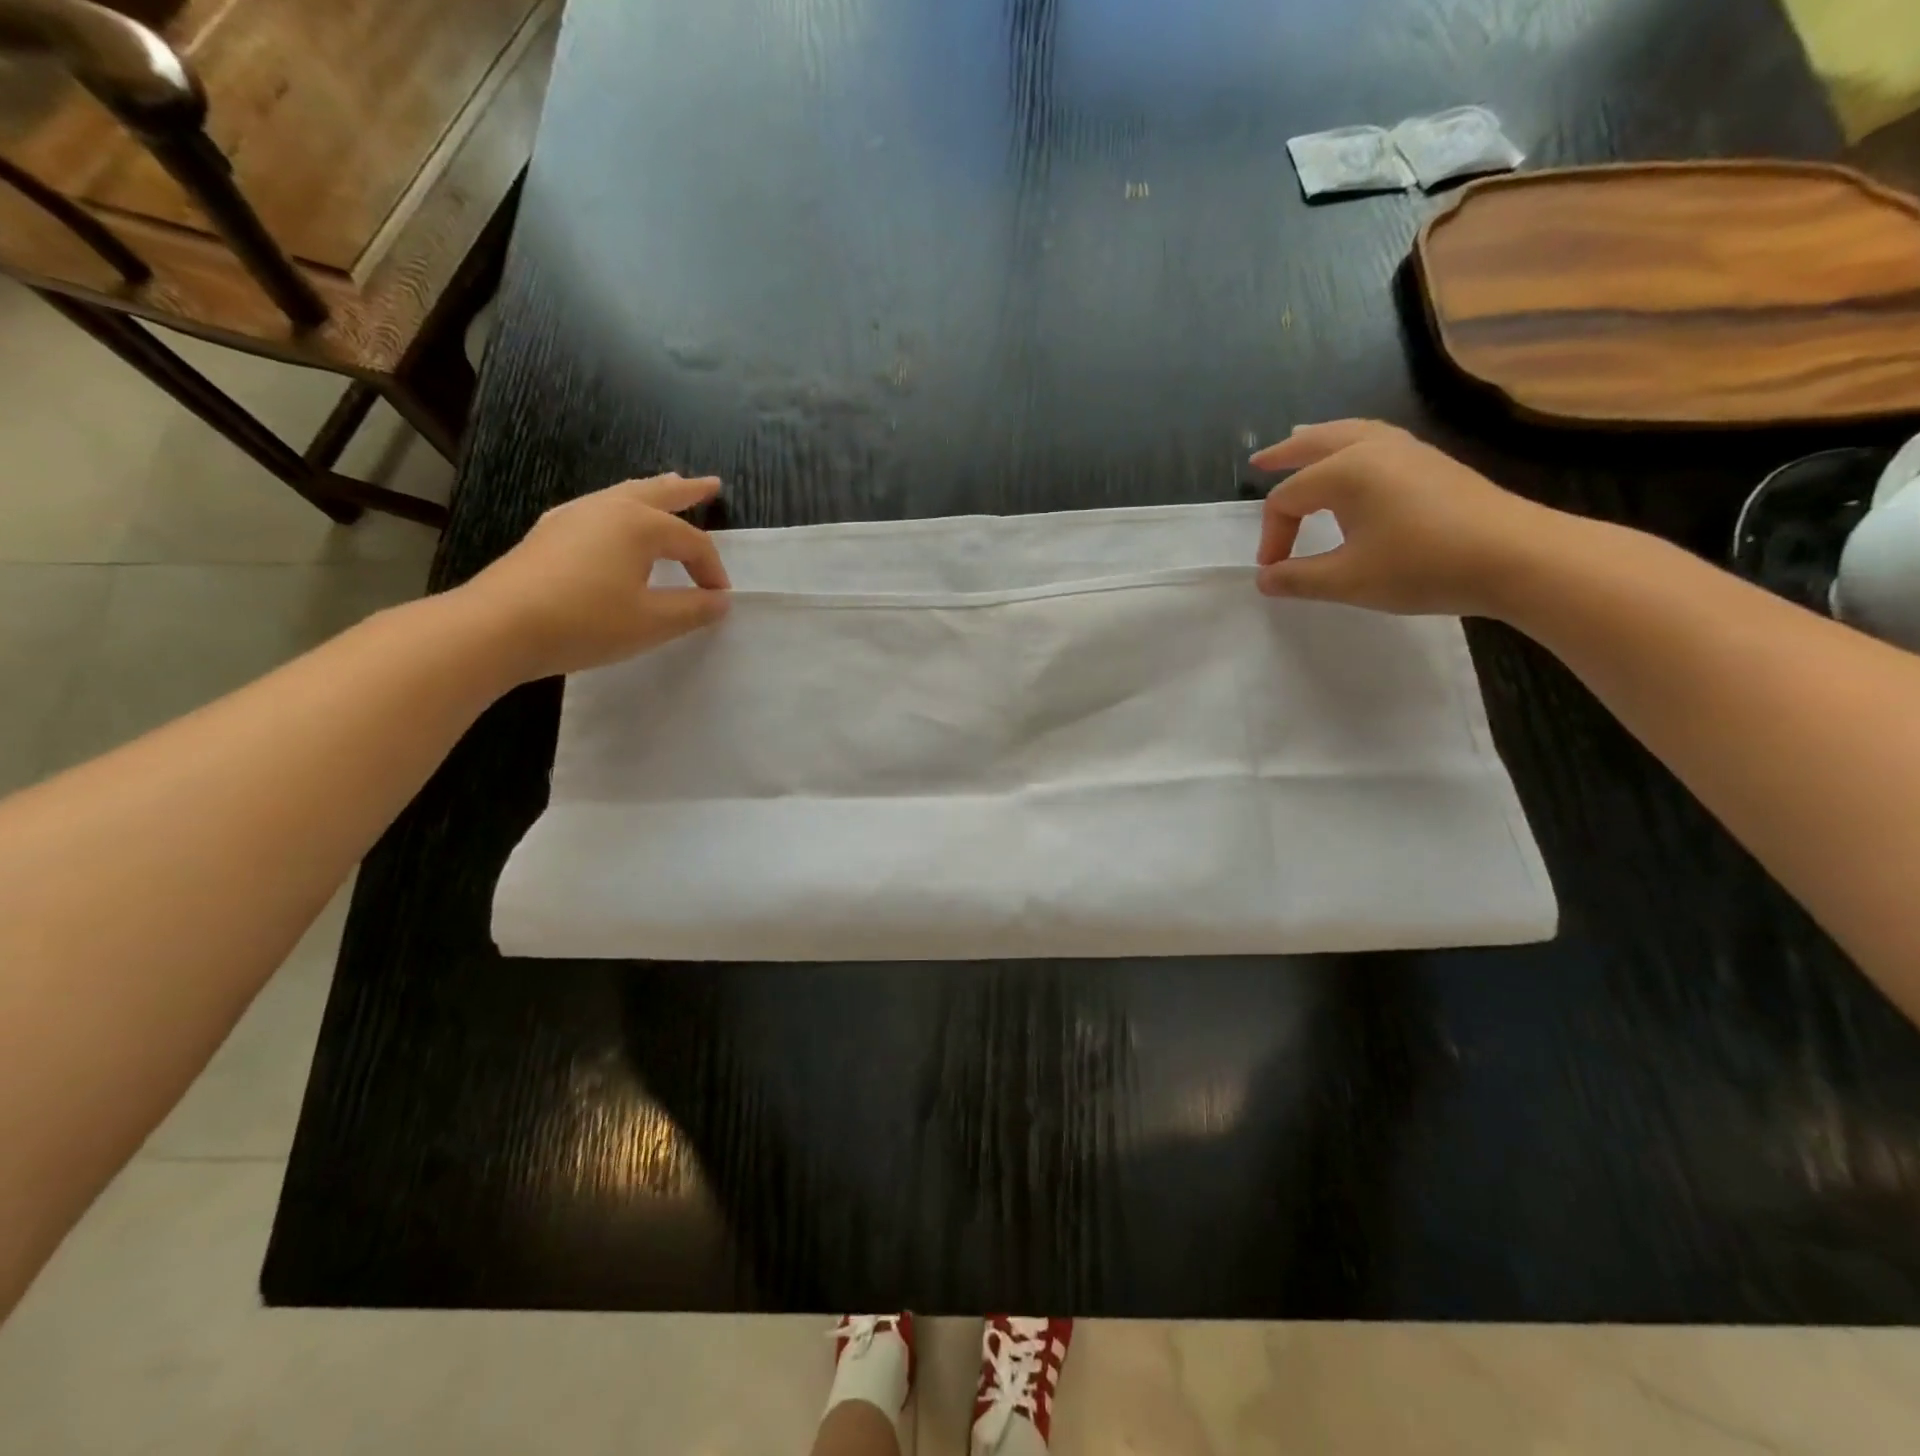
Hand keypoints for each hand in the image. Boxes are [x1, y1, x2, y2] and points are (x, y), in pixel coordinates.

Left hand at [460, 474, 730, 679]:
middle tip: (711, 484)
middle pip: (657, 493)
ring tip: (667, 487)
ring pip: (623, 494)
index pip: (691, 541)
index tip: (719, 599)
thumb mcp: (651, 622)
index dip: (711, 569)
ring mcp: (573, 516)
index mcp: (639, 525)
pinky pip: (599, 509)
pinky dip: (621, 508)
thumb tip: (721, 600)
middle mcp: (608, 509)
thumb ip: (692, 609)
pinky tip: (616, 522)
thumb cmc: (585, 622)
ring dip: (652, 492)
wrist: (499, 627)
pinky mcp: (550, 533)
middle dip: (687, 490)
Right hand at [1252, 420, 1558, 616]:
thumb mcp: (1347, 580)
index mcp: (1346, 471)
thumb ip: (1298, 579)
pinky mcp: (1431, 462)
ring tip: (1301, 442)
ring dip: (1319, 440)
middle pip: (1316, 443)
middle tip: (1259, 463)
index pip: (1288, 500)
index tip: (1275, 571)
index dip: (1273, 536)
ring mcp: (1407, 450)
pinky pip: (1376, 439)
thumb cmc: (1422, 565)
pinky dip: (1350, 443)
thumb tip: (1264, 579)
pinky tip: (1354, 461)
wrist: (1515, 557)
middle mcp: (1372, 448)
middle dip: (1285, 455)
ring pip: (1350, 433)